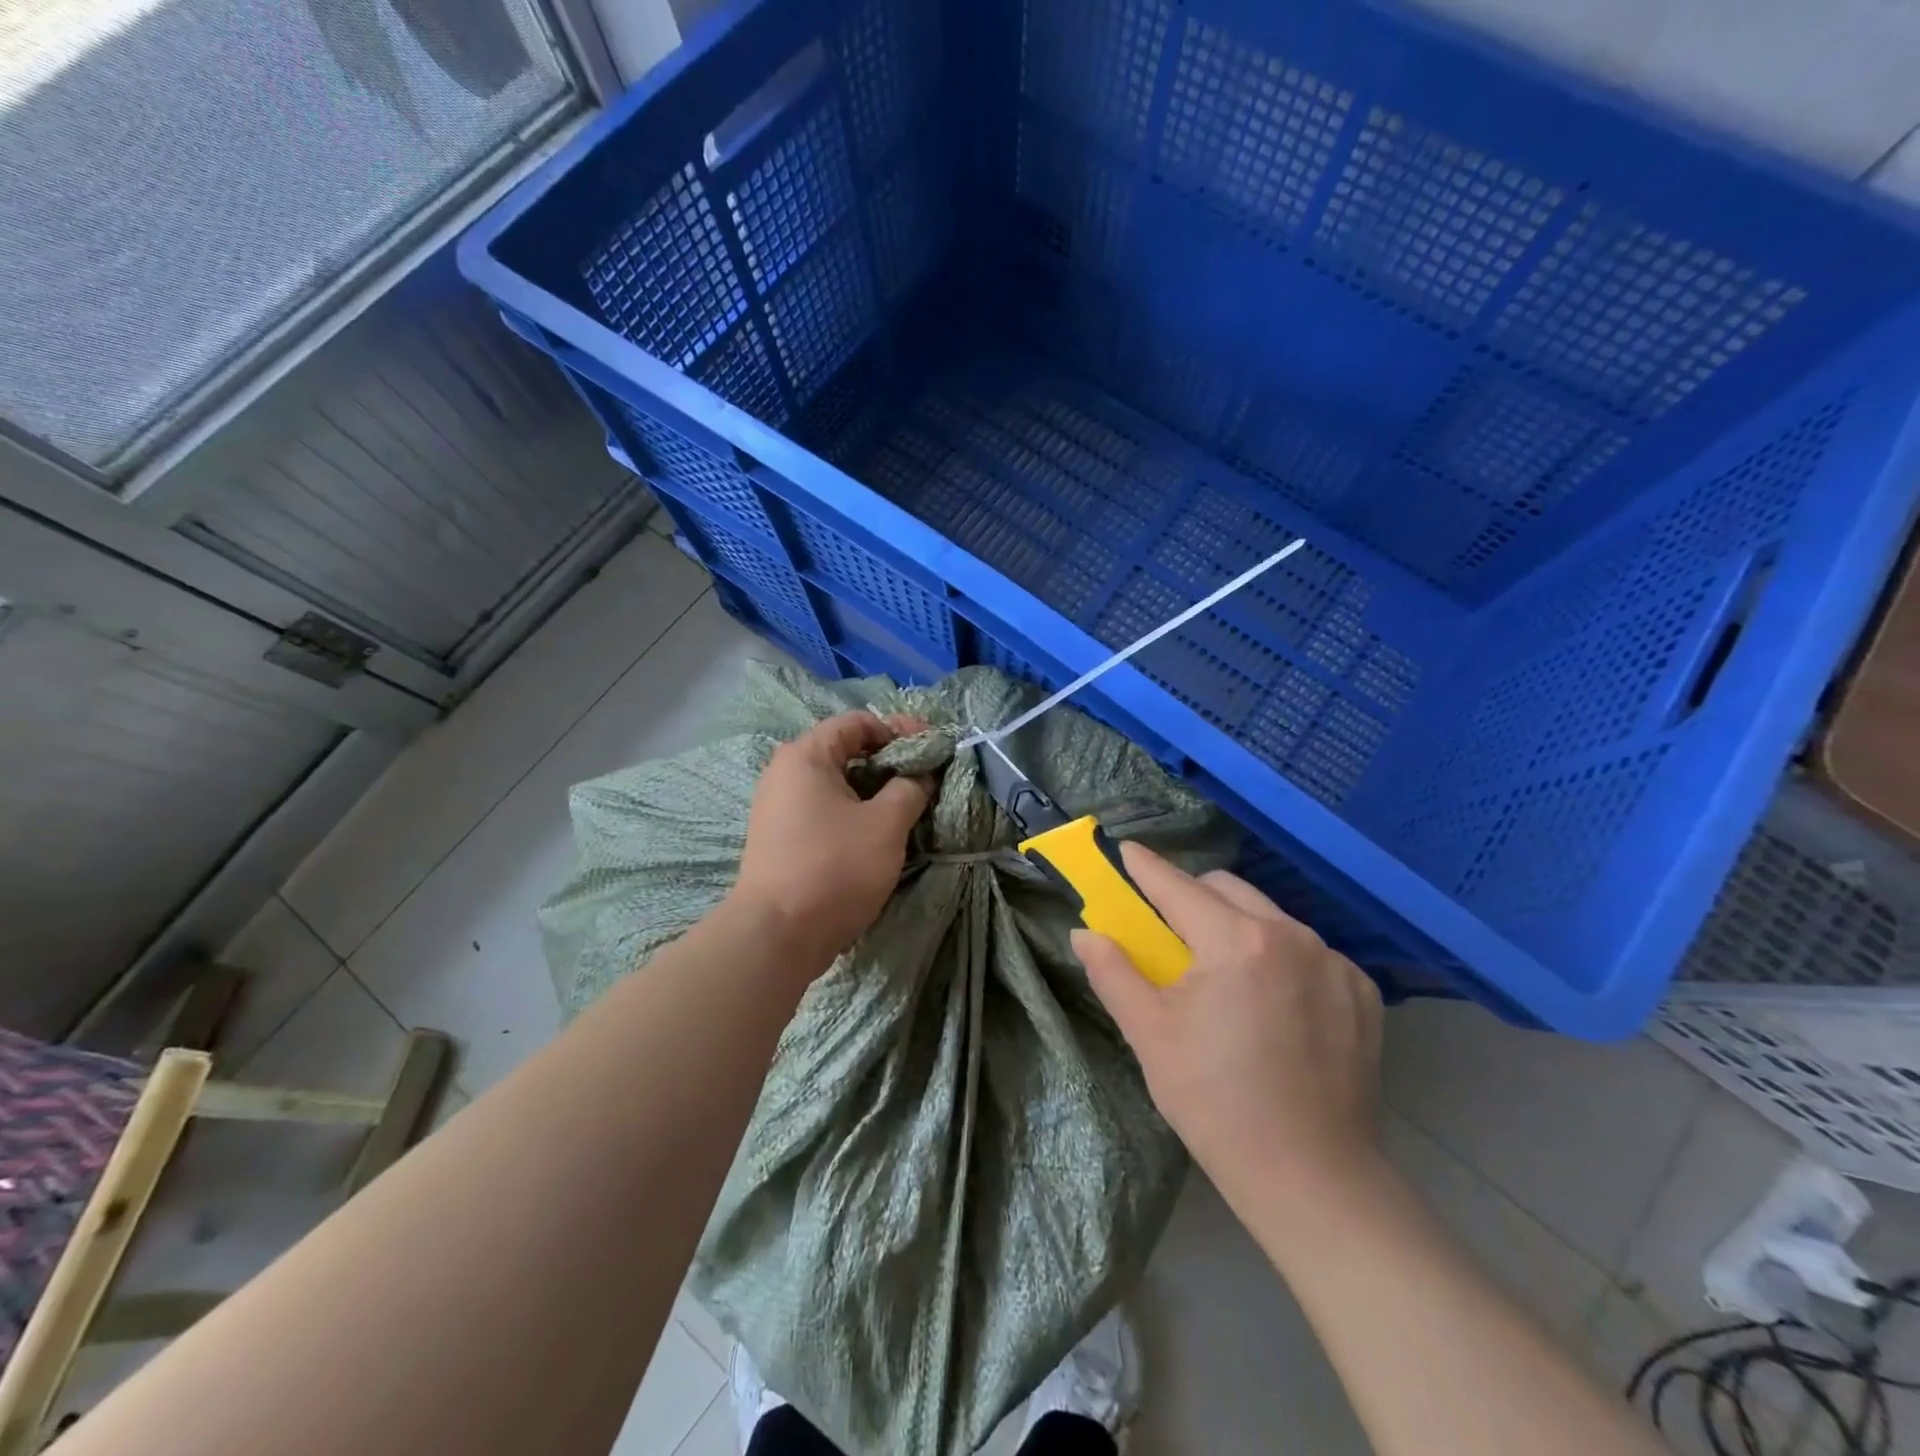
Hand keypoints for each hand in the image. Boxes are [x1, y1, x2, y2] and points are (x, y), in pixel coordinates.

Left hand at [730, 711, 932, 962]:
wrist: (777, 935)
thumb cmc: (835, 867)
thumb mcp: (886, 823)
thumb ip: (910, 788)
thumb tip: (920, 775)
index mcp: (806, 756)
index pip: (858, 722)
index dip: (900, 729)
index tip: (933, 747)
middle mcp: (785, 772)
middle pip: (845, 751)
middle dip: (889, 761)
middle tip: (925, 777)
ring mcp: (778, 806)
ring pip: (836, 784)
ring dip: (874, 789)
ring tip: (908, 806)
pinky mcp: (780, 837)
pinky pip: (823, 809)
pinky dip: (854, 811)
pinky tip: (878, 831)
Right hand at [1073, 843, 1383, 1211]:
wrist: (1312, 1178)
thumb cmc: (1216, 1103)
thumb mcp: (1150, 1035)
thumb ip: (1113, 972)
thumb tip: (1084, 933)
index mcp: (1236, 942)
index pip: (1178, 887)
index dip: (1147, 867)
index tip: (1126, 850)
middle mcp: (1290, 935)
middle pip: (1225, 890)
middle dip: (1190, 896)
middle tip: (1168, 929)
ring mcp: (1334, 961)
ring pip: (1269, 916)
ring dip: (1236, 925)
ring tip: (1222, 972)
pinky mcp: (1361, 990)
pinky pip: (1306, 949)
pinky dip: (1278, 956)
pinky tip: (1272, 1001)